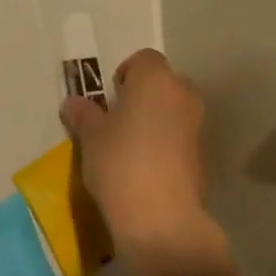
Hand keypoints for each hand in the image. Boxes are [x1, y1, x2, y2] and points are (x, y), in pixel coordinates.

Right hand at [60, 49, 217, 265]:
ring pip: (174, 111)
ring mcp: (196, 126)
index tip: (111, 97)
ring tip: (129, 146)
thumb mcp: (91, 137)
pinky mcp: (202, 157)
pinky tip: (144, 168)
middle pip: (164, 83)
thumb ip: (83, 114)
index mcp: (155, 80)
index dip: (127, 73)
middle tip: (119, 118)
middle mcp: (182, 95)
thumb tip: (73, 103)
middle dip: (145, 95)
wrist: (160, 217)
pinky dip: (165, 144)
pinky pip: (180, 138)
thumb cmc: (120, 162)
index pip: (145, 59)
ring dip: (156, 120)